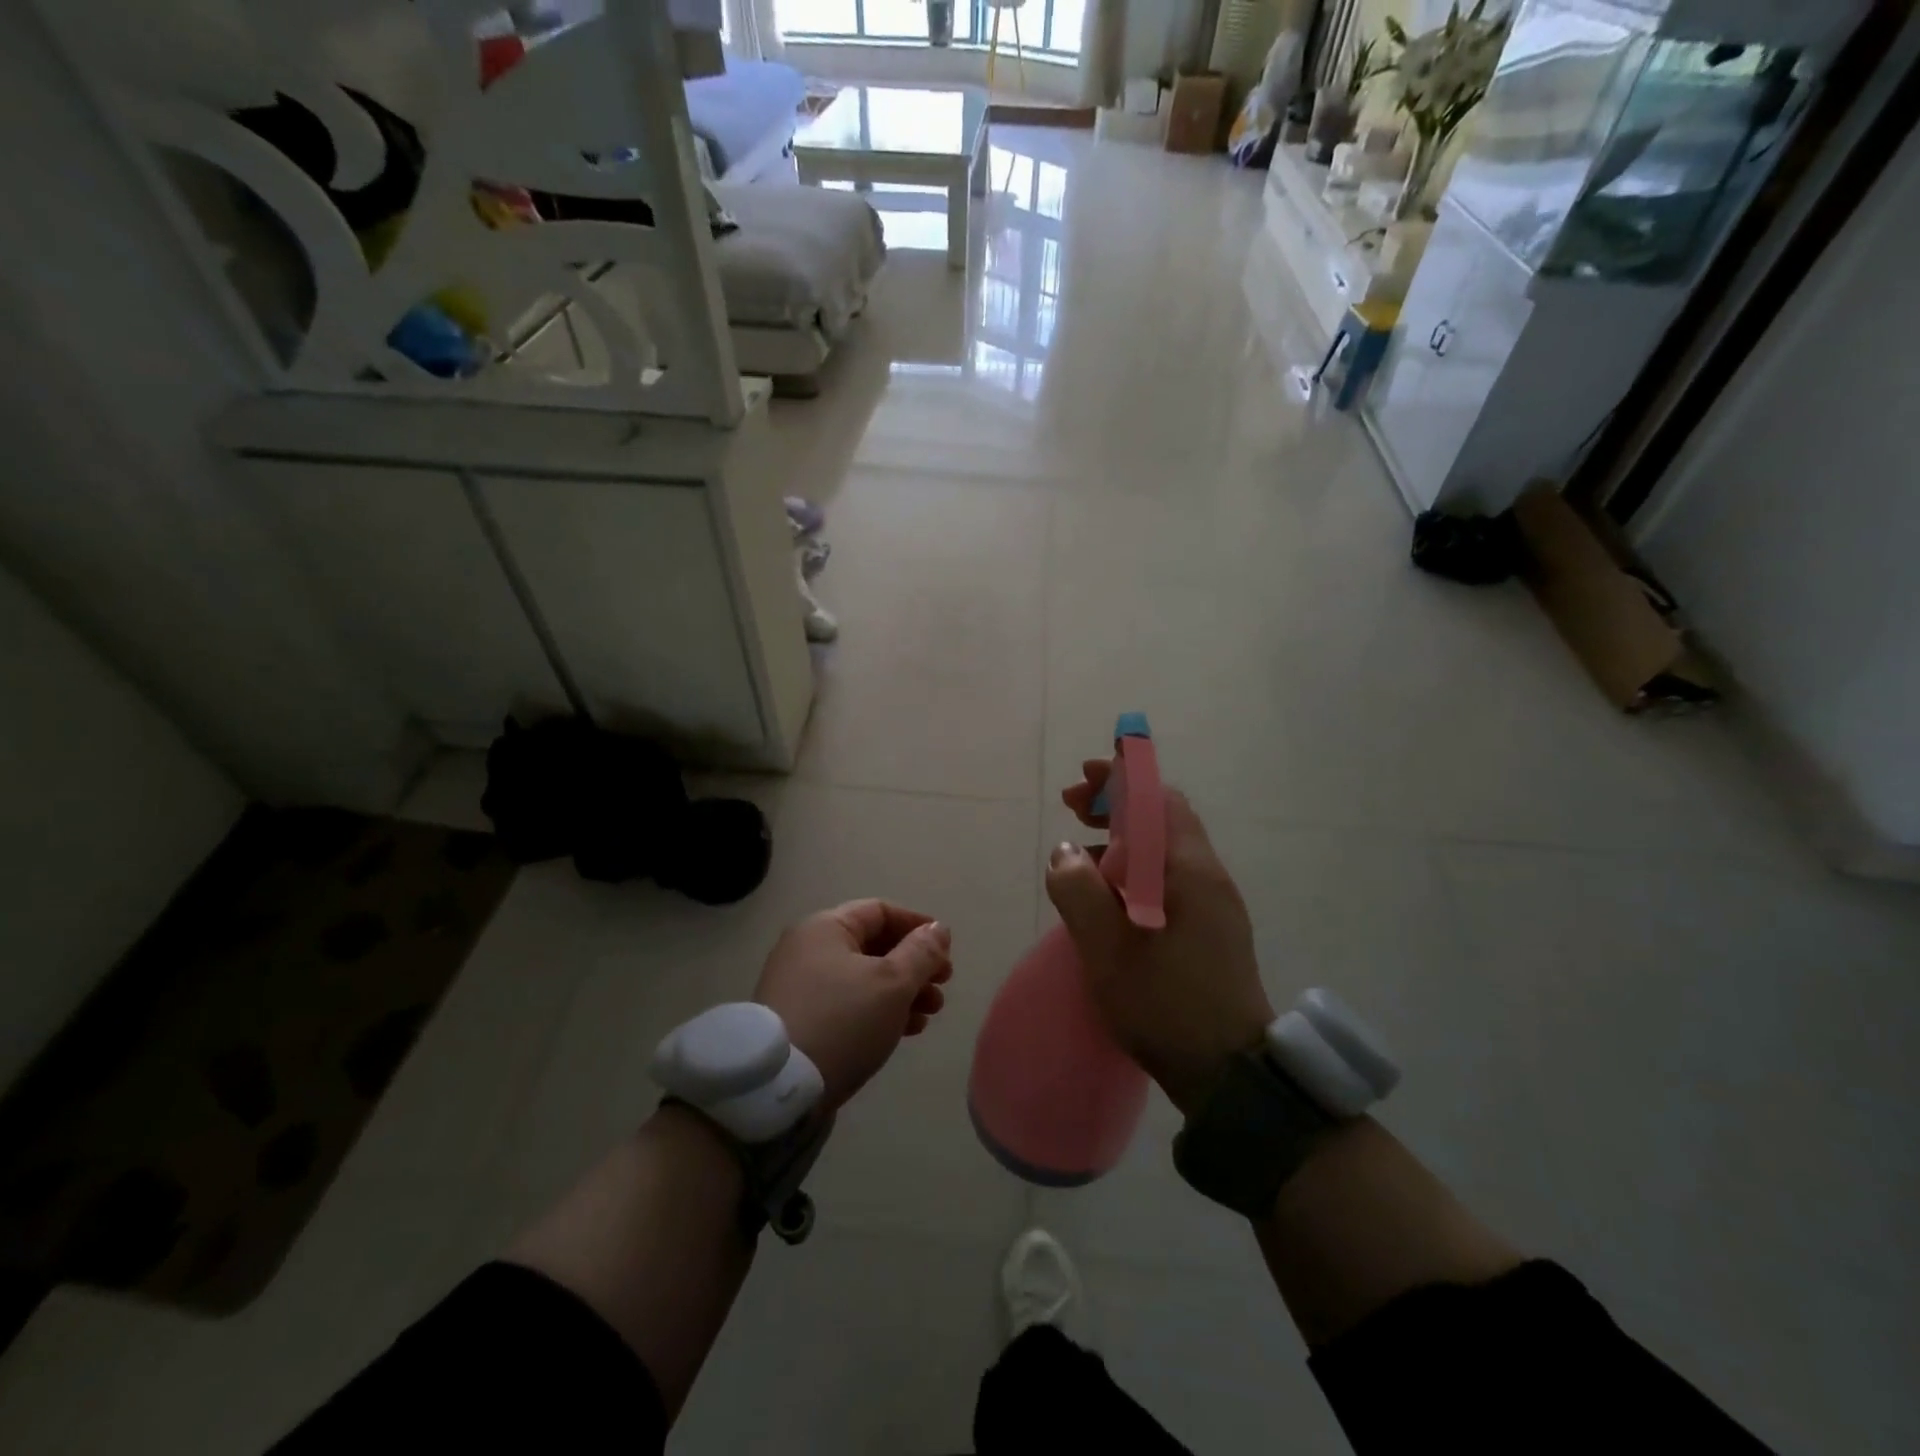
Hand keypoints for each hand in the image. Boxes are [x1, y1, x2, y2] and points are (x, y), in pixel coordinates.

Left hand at [753, 901, 953, 1109]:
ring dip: (903, 991)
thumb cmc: (842, 1021)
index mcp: (825, 928)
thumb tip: (938, 929)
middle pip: (873, 946)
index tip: (946, 949)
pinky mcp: (801, 1020)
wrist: (778, 1088)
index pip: (880, 911)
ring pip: (864, 978)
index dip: (917, 926)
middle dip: (914, 965)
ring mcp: (801, 986)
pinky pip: (849, 1003)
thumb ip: (921, 953)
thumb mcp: (892, 983)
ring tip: (930, 1013)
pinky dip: (879, 1010)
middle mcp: (808, 949)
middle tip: (943, 986)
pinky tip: (906, 1030)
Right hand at [1047, 760, 1273, 1115]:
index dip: (1122, 778)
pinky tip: (1108, 896)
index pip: (1160, 798)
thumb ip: (1079, 893)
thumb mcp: (1107, 950)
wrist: (1231, 1073)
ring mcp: (1213, 904)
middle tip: (1074, 808)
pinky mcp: (1210, 930)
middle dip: (1117, 805)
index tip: (1084, 778)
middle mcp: (1207, 876)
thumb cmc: (1166, 1005)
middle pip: (1163, 818)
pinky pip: (1169, 879)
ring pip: (1165, 850)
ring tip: (1081, 853)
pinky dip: (1135, 869)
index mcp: (1189, 871)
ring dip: (1124, 838)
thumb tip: (1065, 852)